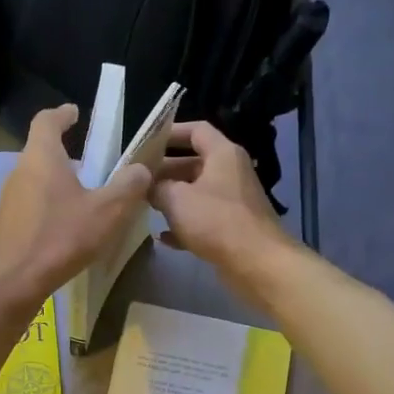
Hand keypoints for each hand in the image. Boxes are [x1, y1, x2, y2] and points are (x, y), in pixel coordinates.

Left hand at [0, 104, 151, 309]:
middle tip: (94, 165)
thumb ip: (127, 187)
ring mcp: (9, 202)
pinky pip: (33, 208)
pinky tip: (70, 232)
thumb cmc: (58, 238)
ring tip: (88, 201)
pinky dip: (52, 210)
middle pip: (42, 153)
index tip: (75, 113)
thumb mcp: (106, 212)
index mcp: (41, 156)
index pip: (47, 120)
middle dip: (67, 155)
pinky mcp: (7, 228)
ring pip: (38, 183)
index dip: (62, 114)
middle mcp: (20, 173)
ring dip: (61, 186)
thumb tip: (140, 169)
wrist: (8, 284)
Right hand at [150, 122, 292, 277]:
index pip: (196, 130)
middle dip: (165, 171)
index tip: (146, 143)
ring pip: (196, 193)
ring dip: (172, 198)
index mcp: (223, 154)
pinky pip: (202, 219)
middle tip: (138, 180)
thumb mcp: (177, 199)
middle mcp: (230, 173)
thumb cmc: (216, 221)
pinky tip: (163, 237)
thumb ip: (157, 187)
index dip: (170, 133)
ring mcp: (233, 201)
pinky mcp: (232, 228)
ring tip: (145, 205)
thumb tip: (147, 185)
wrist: (256, 262)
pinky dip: (184, 225)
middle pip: (193, 163)